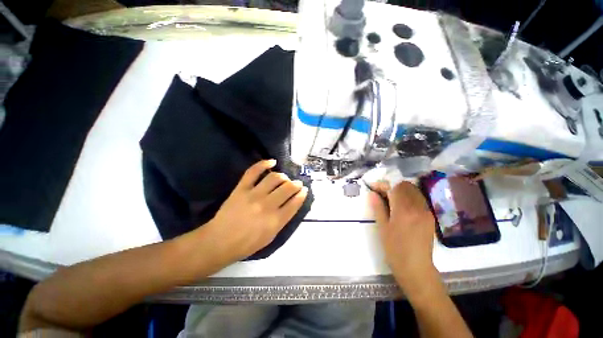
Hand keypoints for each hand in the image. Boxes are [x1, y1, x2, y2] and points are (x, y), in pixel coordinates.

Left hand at [204, 159, 307, 261]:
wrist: (220, 242)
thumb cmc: (247, 243)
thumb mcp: (271, 236)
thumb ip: (283, 220)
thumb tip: (292, 203)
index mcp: (275, 221)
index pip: (294, 203)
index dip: (302, 194)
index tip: (304, 190)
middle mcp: (267, 206)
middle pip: (287, 188)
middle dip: (296, 184)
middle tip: (297, 183)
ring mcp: (253, 195)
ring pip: (274, 178)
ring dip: (283, 176)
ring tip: (284, 178)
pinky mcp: (241, 188)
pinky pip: (253, 172)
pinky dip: (264, 164)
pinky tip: (272, 162)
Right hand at [369, 181, 439, 301]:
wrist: (416, 269)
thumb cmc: (395, 250)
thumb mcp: (383, 228)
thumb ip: (378, 208)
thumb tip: (372, 193)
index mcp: (404, 210)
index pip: (394, 187)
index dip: (383, 184)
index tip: (373, 187)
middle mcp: (418, 207)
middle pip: (406, 186)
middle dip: (392, 185)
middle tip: (381, 193)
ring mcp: (426, 211)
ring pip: (414, 191)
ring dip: (400, 190)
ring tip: (390, 198)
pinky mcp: (430, 217)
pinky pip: (419, 200)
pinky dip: (408, 197)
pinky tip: (401, 206)